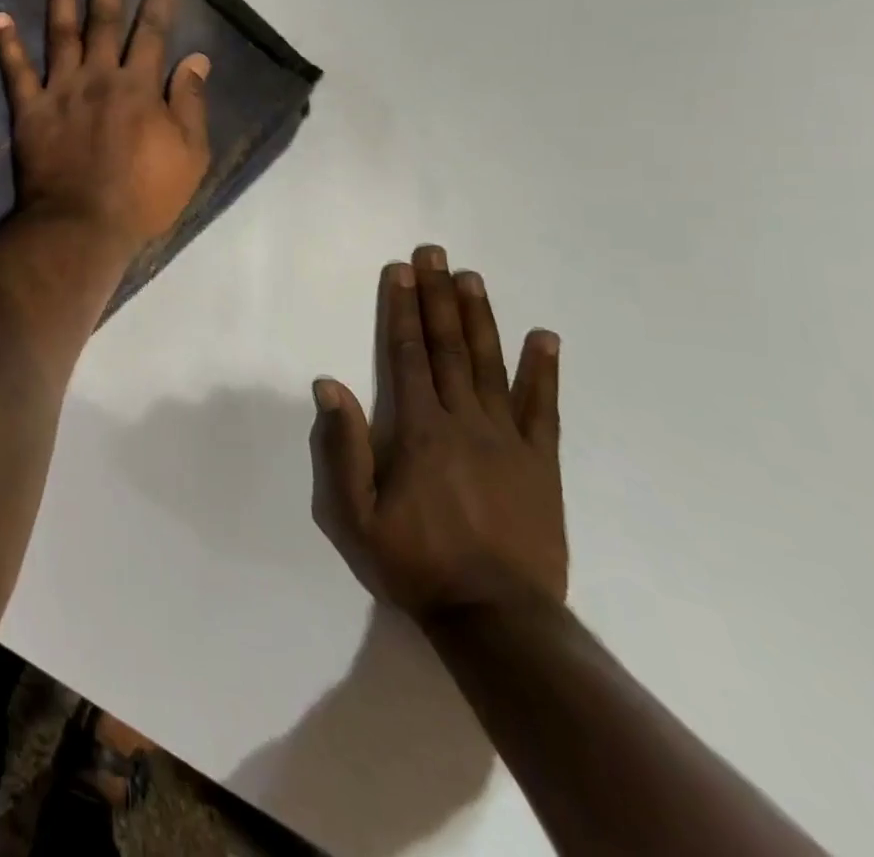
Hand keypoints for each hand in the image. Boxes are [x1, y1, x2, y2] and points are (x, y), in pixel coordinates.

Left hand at [0, 0, 211, 258]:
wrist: (83, 225)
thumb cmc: (143, 196)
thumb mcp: (190, 155)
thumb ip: (190, 103)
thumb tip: (196, 58)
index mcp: (139, 86)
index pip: (153, 31)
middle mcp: (99, 76)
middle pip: (105, 20)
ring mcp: (60, 90)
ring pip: (60, 33)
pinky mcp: (30, 110)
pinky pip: (16, 71)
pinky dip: (7, 43)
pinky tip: (0, 16)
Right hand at [311, 246, 566, 620]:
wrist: (498, 619)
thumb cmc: (415, 562)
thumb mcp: (356, 513)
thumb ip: (343, 446)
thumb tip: (328, 382)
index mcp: (418, 429)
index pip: (408, 354)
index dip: (403, 308)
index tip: (401, 270)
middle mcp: (464, 421)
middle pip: (449, 346)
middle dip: (438, 295)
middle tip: (435, 253)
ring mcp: (508, 439)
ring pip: (491, 365)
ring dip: (481, 317)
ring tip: (473, 277)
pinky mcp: (541, 464)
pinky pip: (543, 409)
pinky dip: (545, 371)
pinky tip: (545, 338)